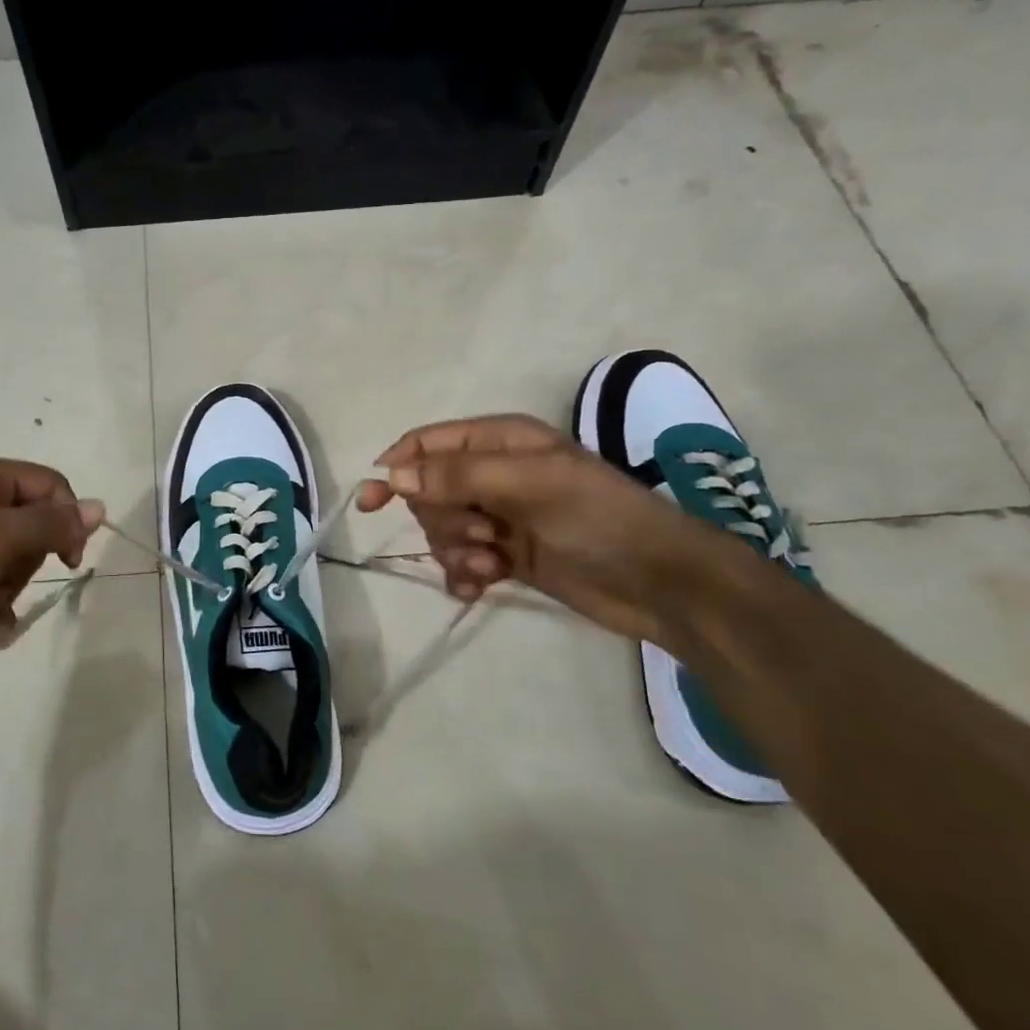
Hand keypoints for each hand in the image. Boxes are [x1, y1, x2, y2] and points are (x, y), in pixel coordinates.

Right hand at [357, 414, 749, 652]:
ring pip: (441, 529)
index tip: (371, 501)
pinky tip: (479, 588)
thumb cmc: (598, 517)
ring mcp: (499, 517)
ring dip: (456, 550)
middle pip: (428, 491)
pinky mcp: (505, 555)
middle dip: (443, 518)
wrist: (659, 583)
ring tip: (490, 564)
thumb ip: (457, 476)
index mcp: (498, 441)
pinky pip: (459, 561)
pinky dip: (462, 575)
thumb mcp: (530, 484)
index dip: (396, 467)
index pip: (427, 444)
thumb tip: (391, 476)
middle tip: (482, 532)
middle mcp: (493, 474)